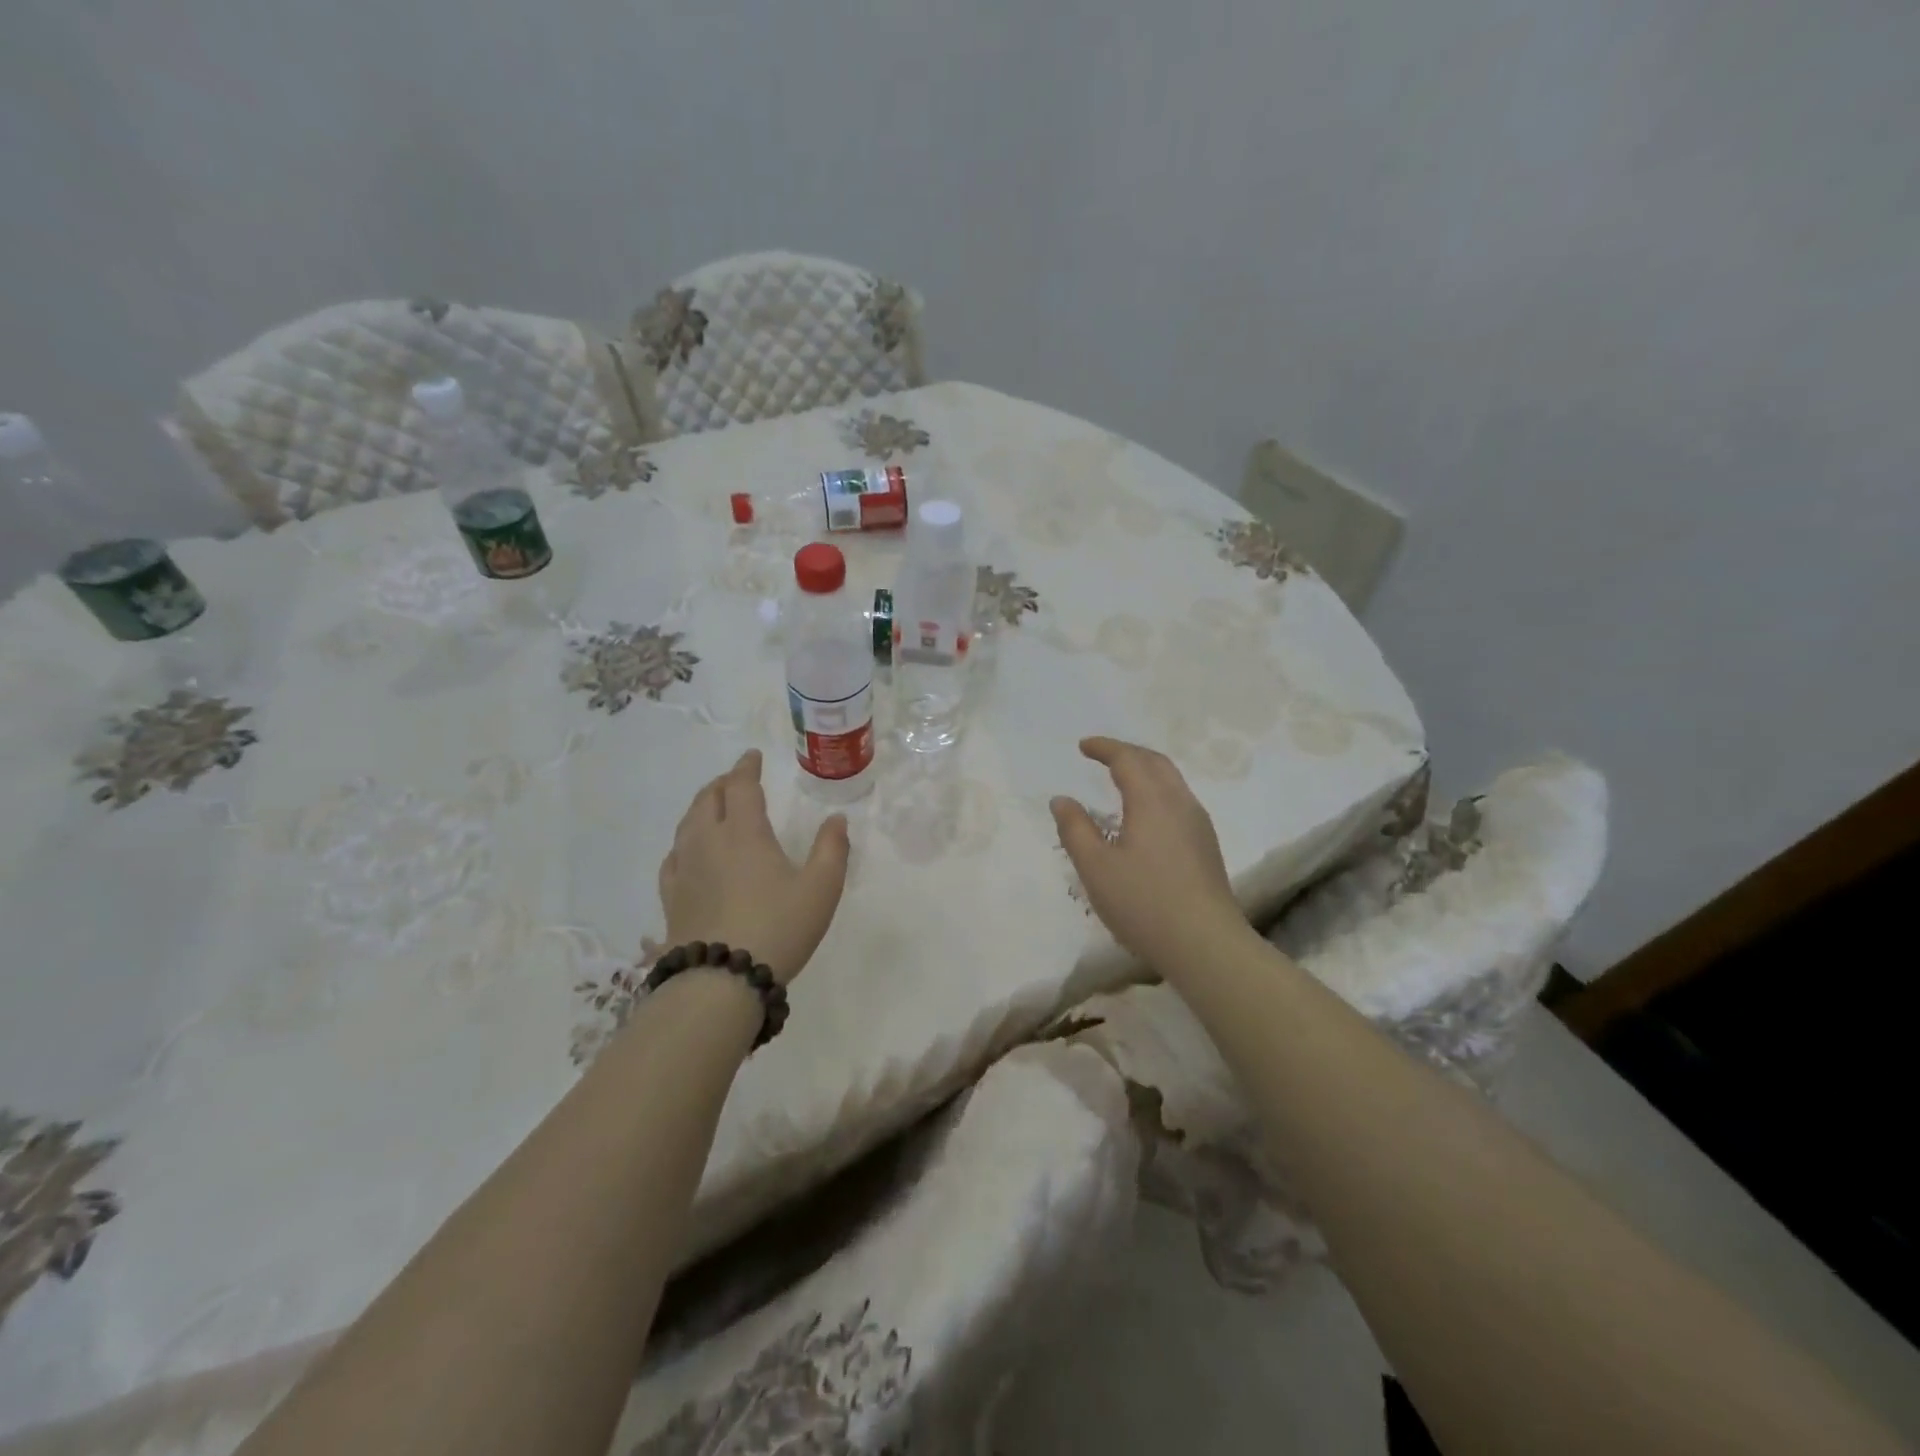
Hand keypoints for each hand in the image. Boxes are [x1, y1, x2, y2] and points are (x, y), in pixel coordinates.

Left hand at [659, 750, 849, 984]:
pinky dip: (683, 842)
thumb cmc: (778, 928)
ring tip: (712, 805)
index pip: (742, 787)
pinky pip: (673, 856)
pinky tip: (687, 851)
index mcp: (744, 833)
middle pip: (709, 799)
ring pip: (687, 824)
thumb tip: (836, 819)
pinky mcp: (672, 897)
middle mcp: (709, 842)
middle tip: (735, 779)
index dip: (747, 768)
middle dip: (723, 783)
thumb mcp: (822, 888)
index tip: (752, 757)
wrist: (721, 981)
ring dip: (701, 806)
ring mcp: (685, 870)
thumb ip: (832, 849)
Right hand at [1051, 736, 1246, 971]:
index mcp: (1152, 801)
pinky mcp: (1206, 845)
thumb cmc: (1144, 903)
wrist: (1205, 944)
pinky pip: (1179, 800)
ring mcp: (1198, 824)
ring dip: (1145, 770)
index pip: (1128, 759)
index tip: (1083, 746)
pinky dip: (1157, 791)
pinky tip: (1146, 815)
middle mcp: (1180, 803)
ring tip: (1122, 779)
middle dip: (1127, 752)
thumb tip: (1062, 799)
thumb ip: (1075, 829)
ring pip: (1172, 781)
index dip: (1104, 748)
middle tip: (1102, 755)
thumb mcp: (1096, 867)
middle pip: (1155, 762)